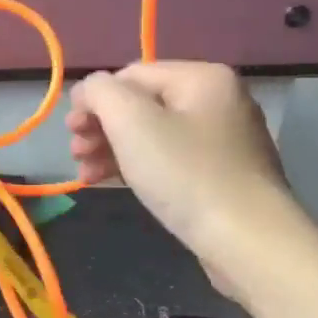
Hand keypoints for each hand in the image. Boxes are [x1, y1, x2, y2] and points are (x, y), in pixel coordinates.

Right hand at [67, 62, 299, 296]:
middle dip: (101, 126)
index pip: (130, 74)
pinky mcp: (221, 176)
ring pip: (151, 135)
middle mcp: (217, 101)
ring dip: (111, 149)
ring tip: (85, 172)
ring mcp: (222, 141)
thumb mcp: (131, 121)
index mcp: (202, 78)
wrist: (248, 242)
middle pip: (141, 104)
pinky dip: (136, 166)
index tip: (70, 129)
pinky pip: (168, 160)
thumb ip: (100, 92)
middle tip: (75, 151)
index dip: (94, 98)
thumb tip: (90, 89)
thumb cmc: (185, 173)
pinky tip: (108, 182)